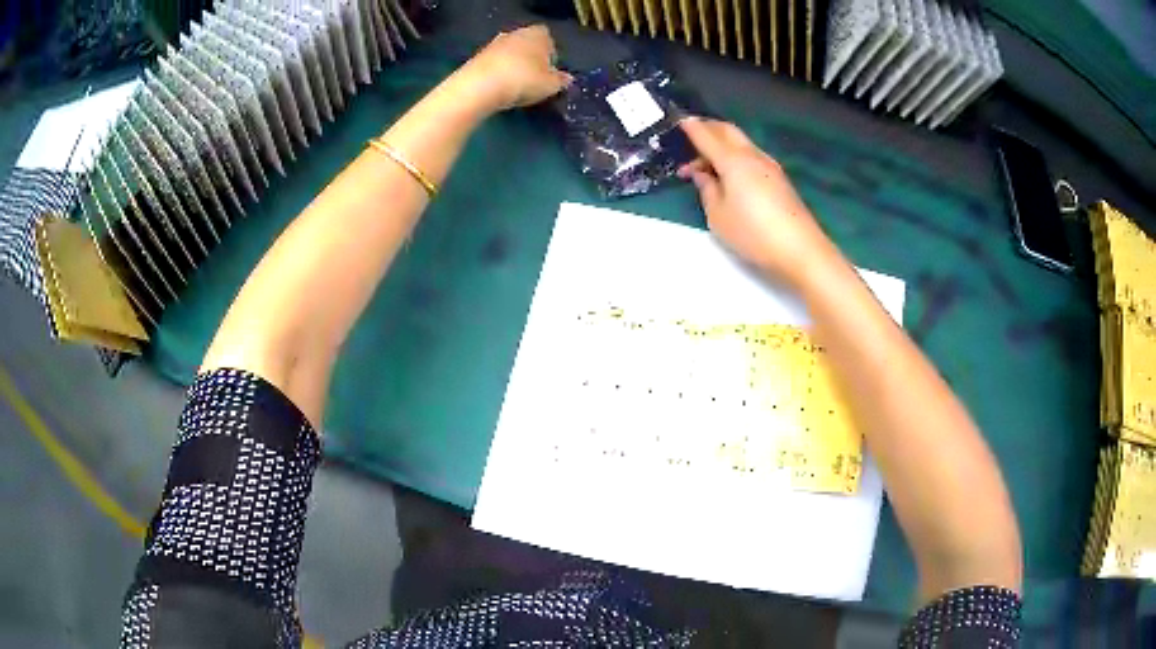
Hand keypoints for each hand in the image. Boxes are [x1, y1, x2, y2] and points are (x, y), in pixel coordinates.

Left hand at [459, 25, 572, 111]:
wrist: (480, 86)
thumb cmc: (524, 80)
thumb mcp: (551, 85)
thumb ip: (561, 80)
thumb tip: (567, 78)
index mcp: (538, 34)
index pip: (549, 40)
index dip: (550, 56)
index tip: (549, 73)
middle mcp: (516, 33)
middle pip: (528, 45)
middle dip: (531, 60)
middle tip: (533, 80)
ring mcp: (494, 43)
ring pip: (510, 54)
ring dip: (514, 66)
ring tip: (516, 86)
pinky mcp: (477, 56)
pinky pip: (495, 64)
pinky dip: (498, 73)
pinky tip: (499, 88)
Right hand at [678, 118, 835, 287]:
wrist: (799, 248)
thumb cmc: (753, 233)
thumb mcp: (718, 216)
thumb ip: (707, 190)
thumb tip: (702, 174)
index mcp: (732, 161)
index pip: (707, 136)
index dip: (691, 127)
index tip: (679, 120)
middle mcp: (752, 155)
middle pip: (727, 131)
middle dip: (708, 128)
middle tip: (691, 136)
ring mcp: (769, 166)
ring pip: (741, 143)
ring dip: (722, 145)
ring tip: (707, 162)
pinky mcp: (779, 179)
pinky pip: (751, 156)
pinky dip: (735, 157)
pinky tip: (730, 173)